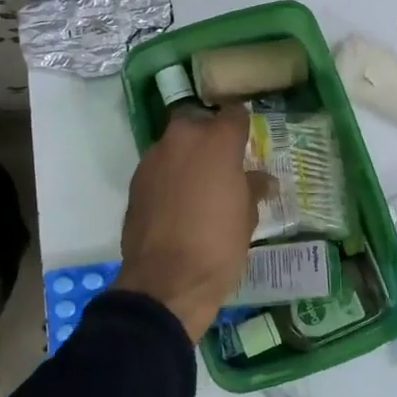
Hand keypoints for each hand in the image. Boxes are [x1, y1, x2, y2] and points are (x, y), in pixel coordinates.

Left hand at [116, 104, 266, 340]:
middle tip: (224, 164)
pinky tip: (179, 203)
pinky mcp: (135, 181)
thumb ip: (252, 188)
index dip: (242, 125)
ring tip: (200, 186)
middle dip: (210, 138)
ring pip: (176, 145)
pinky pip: (160, 168)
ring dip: (188, 158)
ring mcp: (154, 158)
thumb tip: (261, 180)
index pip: (234, 114)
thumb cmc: (218, 245)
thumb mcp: (247, 217)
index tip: (248, 139)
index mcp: (216, 141)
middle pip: (199, 123)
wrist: (166, 282)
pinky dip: (170, 177)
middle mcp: (182, 139)